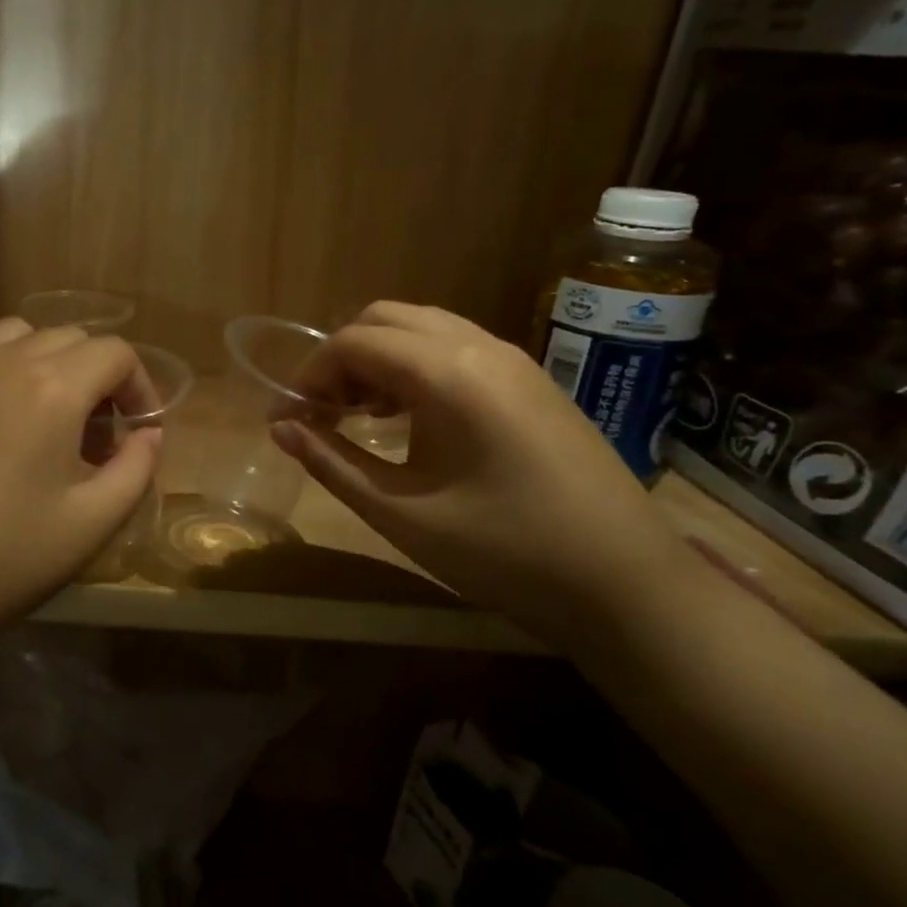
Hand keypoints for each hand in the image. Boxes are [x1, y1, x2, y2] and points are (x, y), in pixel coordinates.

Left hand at [0, 318, 162, 658]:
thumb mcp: (88, 526)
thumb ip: (134, 471)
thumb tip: (148, 435)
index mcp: (50, 387)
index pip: (114, 352)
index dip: (140, 387)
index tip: (140, 431)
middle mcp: (0, 362)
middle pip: (68, 338)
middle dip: (97, 377)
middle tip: (96, 436)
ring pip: (15, 337)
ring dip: (47, 364)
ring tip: (45, 421)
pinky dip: (1, 377)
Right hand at [270, 302, 696, 646]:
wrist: (628, 586)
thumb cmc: (505, 553)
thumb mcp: (401, 513)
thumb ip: (331, 462)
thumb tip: (279, 428)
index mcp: (448, 374)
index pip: (353, 343)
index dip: (308, 377)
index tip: (286, 420)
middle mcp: (481, 347)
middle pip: (384, 319)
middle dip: (340, 359)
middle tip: (321, 414)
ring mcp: (514, 360)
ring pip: (422, 328)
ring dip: (377, 359)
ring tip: (357, 416)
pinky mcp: (531, 382)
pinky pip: (455, 349)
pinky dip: (414, 367)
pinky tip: (407, 418)